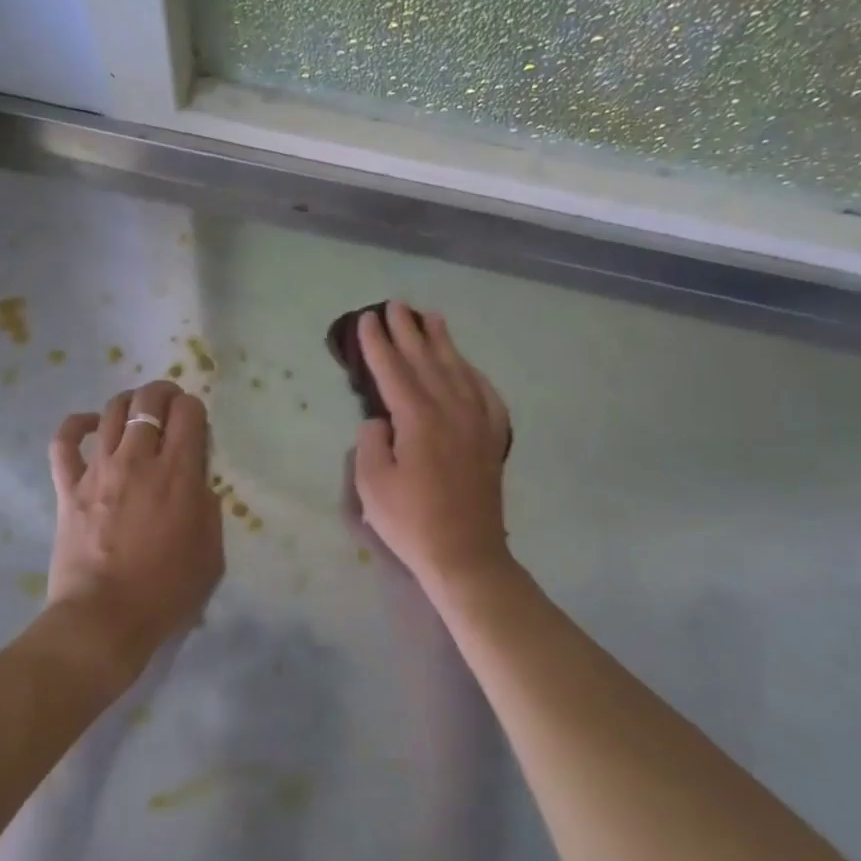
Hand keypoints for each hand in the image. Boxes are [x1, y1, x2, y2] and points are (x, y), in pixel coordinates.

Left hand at [48, 381, 224, 671]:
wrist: (103, 620)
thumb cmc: (165, 592)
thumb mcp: (211, 553)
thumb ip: (208, 508)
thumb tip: (196, 485)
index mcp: (178, 474)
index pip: (189, 412)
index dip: (195, 408)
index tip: (196, 423)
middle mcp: (138, 460)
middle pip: (148, 401)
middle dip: (164, 392)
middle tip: (170, 403)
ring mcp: (99, 470)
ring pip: (111, 412)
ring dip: (128, 403)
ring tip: (136, 412)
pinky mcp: (68, 487)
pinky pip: (64, 443)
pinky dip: (75, 425)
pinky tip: (88, 425)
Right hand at [352, 303, 513, 591]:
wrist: (466, 555)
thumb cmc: (412, 522)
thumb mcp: (372, 485)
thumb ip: (371, 442)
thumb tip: (381, 421)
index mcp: (419, 419)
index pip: (394, 370)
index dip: (378, 343)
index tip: (367, 318)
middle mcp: (451, 410)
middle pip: (427, 361)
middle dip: (408, 331)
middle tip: (396, 305)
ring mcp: (478, 423)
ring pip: (458, 370)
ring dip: (442, 342)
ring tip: (431, 317)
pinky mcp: (492, 439)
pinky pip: (485, 394)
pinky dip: (474, 373)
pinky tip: (467, 365)